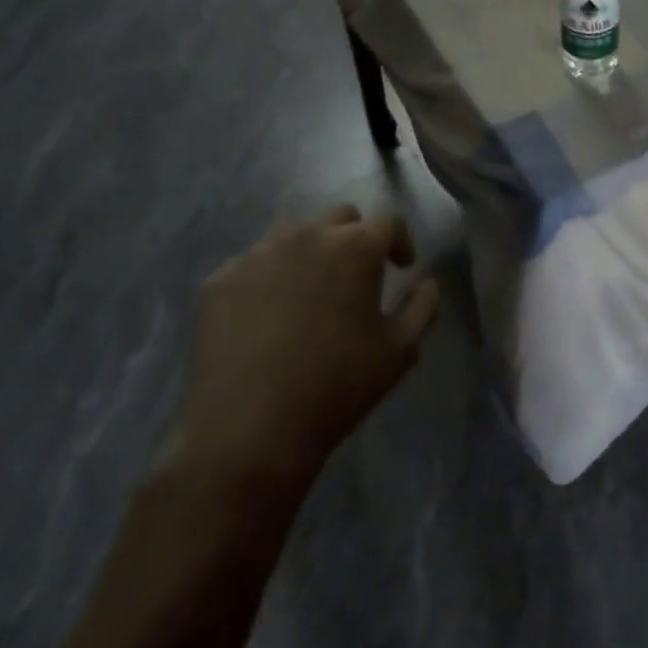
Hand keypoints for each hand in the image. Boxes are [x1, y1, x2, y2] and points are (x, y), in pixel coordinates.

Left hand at [171, 206, 438, 488]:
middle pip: (340, 217)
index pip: (388, 221)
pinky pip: (254, 264)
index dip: (400, 241)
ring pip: (294, 234)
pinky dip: (269, 278)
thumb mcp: (401, 351)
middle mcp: (307, 236)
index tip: (401, 267)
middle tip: (356, 276)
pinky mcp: (221, 280)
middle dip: (355, 238)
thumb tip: (427, 283)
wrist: (250, 429)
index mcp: (355, 247)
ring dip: (311, 252)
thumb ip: (423, 307)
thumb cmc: (338, 386)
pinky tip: (269, 316)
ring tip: (310, 292)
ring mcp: (258, 254)